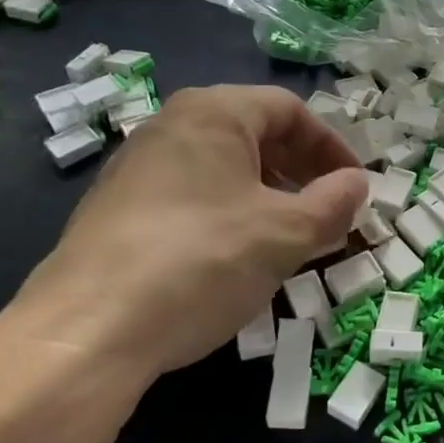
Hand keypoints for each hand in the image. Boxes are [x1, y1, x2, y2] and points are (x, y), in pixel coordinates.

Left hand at [7, 85, 366, 387]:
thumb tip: (358, 184)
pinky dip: (229, 213)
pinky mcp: (117, 209)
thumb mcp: (284, 234)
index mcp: (213, 112)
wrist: (86, 332)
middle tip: (327, 212)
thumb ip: (333, 203)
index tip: (355, 186)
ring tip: (290, 238)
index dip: (332, 146)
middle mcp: (171, 125)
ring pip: (223, 167)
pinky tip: (236, 257)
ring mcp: (137, 166)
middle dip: (301, 172)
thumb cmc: (202, 261)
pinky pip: (191, 194)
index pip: (290, 110)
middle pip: (255, 134)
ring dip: (268, 195)